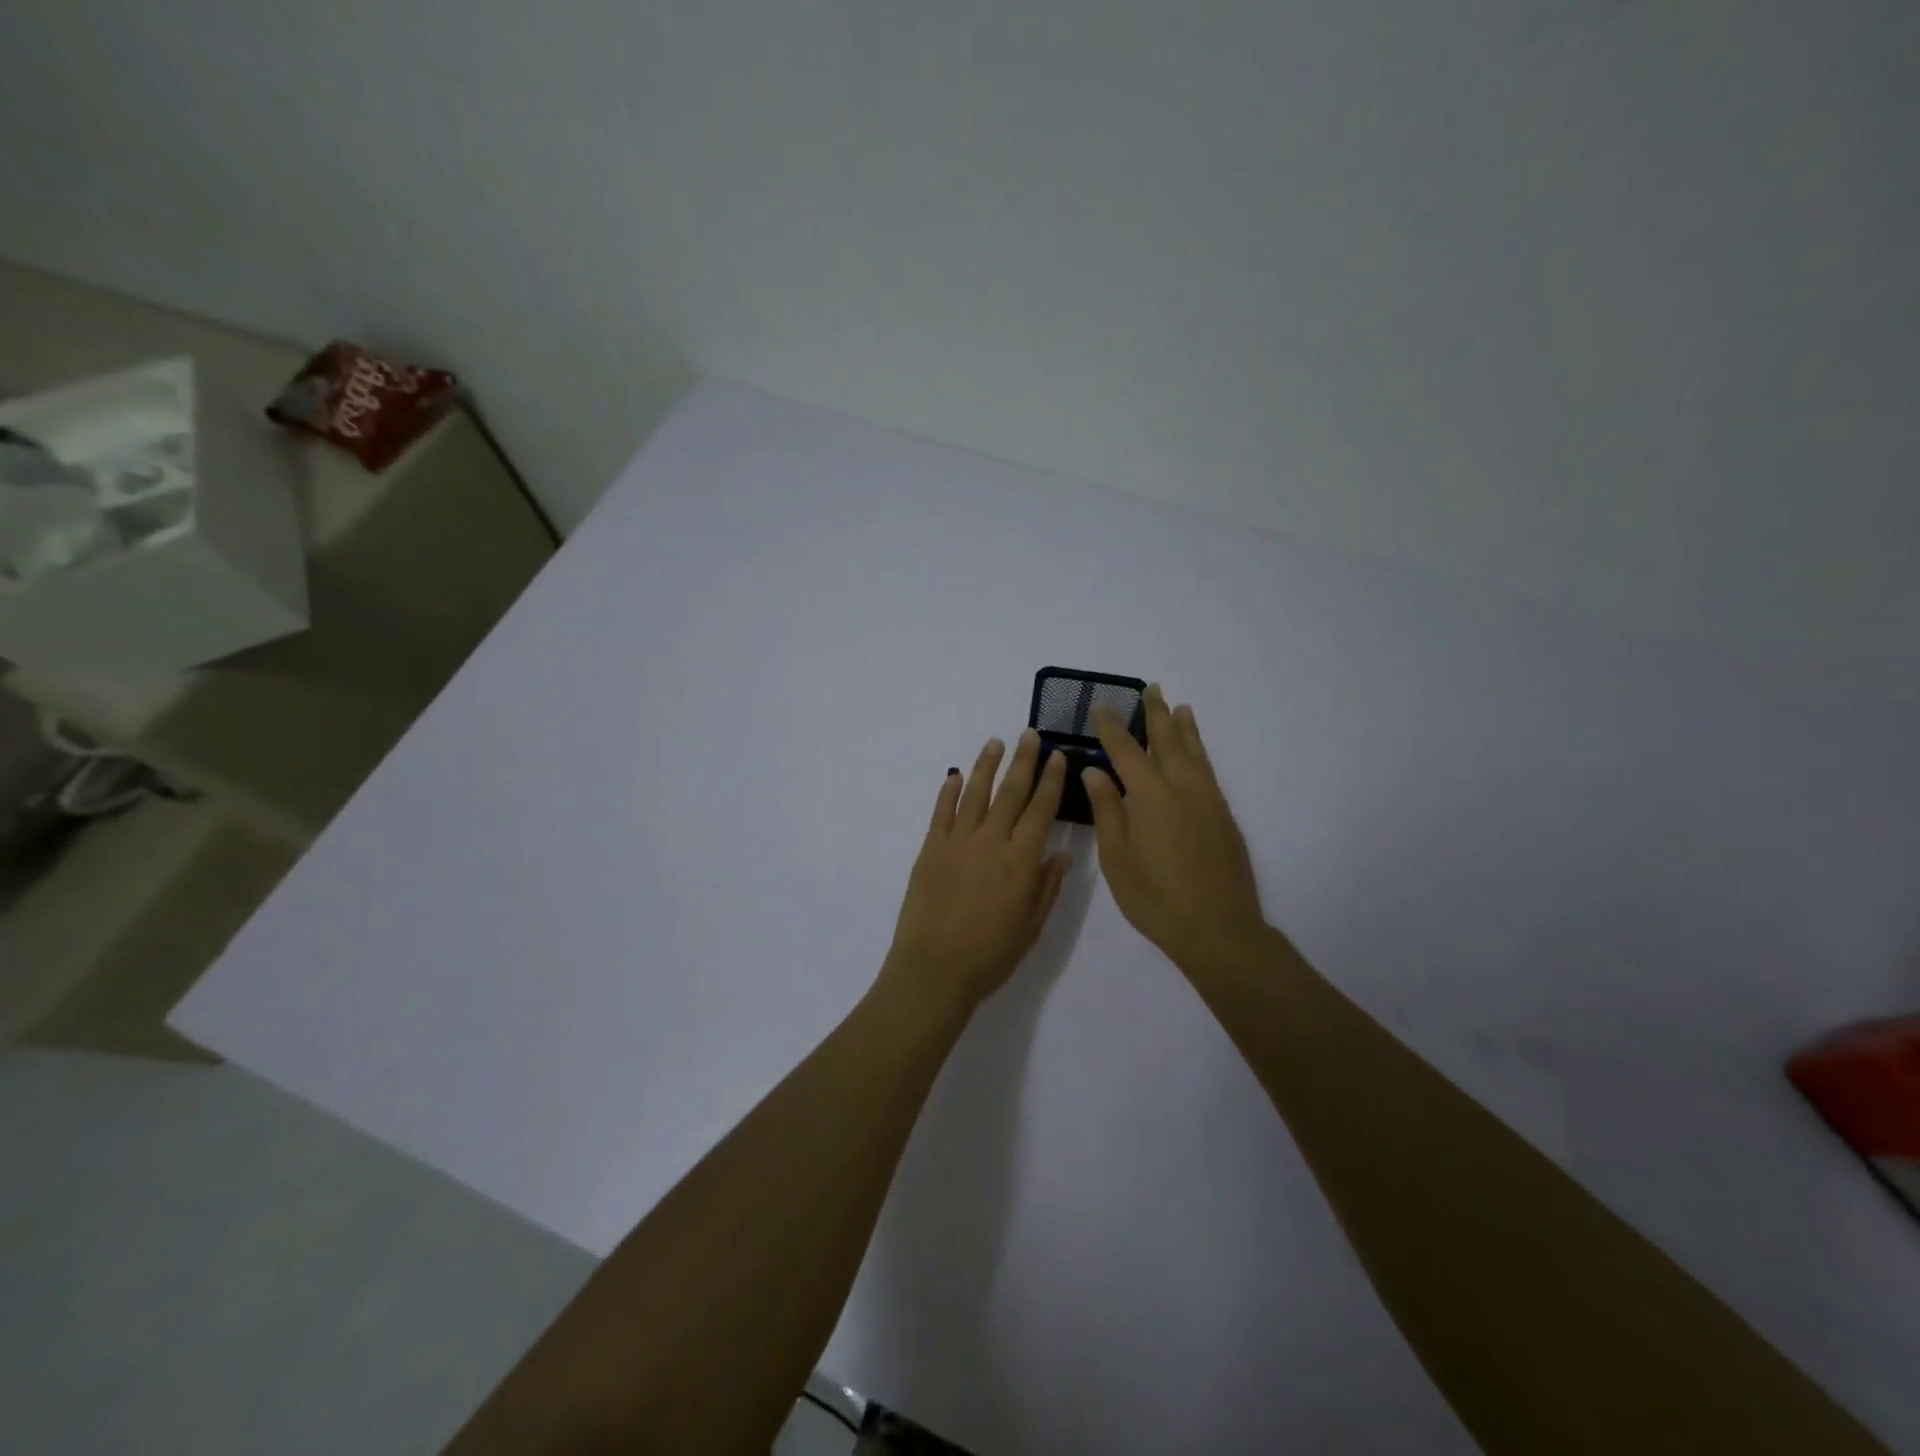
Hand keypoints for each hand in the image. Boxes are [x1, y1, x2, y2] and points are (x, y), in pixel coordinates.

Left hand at [881, 730, 1071, 1014]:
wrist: (934, 969)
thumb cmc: (990, 955)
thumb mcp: (1031, 926)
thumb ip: (1047, 886)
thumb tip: (1062, 853)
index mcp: (1021, 860)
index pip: (1041, 810)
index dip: (1051, 781)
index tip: (1057, 757)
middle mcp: (991, 841)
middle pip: (1011, 792)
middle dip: (1023, 761)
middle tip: (1030, 735)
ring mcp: (957, 842)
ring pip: (976, 793)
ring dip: (987, 765)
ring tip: (995, 742)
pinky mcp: (930, 849)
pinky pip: (941, 812)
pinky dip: (949, 791)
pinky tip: (956, 775)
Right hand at [1083, 686, 1266, 970]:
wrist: (1218, 929)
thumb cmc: (1155, 898)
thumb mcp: (1117, 857)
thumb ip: (1107, 810)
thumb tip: (1094, 770)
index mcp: (1151, 796)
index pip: (1126, 750)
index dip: (1111, 727)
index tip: (1101, 707)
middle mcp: (1183, 788)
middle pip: (1168, 740)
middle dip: (1156, 713)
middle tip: (1150, 689)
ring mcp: (1208, 800)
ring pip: (1195, 752)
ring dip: (1184, 727)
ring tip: (1179, 706)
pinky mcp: (1224, 816)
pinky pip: (1209, 770)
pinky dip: (1200, 751)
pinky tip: (1196, 753)